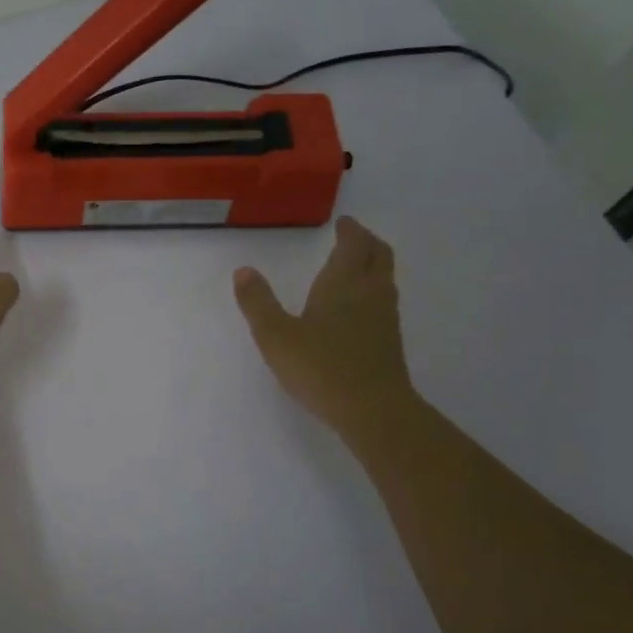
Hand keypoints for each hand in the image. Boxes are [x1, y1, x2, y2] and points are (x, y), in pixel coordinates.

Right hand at [233, 216, 415, 431]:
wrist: (373, 410)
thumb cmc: (320, 367)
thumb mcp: (275, 335)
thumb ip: (257, 302)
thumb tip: (243, 271)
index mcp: (343, 283)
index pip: (354, 244)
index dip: (350, 230)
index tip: (343, 223)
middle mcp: (370, 293)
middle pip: (378, 255)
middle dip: (367, 242)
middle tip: (353, 237)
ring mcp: (385, 318)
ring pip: (385, 278)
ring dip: (373, 266)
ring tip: (355, 267)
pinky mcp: (390, 342)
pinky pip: (385, 302)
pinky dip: (374, 291)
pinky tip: (358, 309)